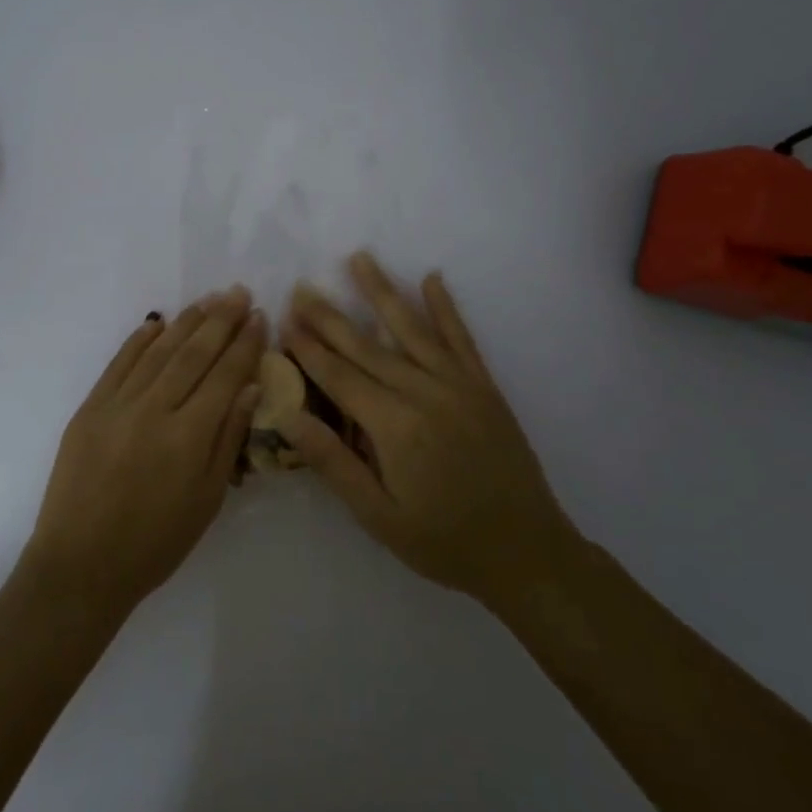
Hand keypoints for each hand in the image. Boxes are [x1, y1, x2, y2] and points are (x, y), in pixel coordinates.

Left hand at [21, 287, 266, 618]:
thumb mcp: (207, 499)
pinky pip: (118, 364)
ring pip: (158, 351)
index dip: (244, 344)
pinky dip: (139, 341)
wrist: (81, 564)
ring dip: (185, 322)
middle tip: (238, 292)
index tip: (259, 317)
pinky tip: (157, 323)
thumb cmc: (155, 543)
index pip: (225, 375)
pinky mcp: (89, 408)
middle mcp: (154, 410)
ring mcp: (117, 405)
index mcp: (189, 436)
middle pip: (194, 353)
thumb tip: (250, 385)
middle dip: (220, 320)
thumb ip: (228, 438)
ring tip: (208, 300)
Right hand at [277, 252, 580, 607]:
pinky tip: (432, 279)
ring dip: (382, 292)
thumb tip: (288, 416)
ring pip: (412, 329)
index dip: (309, 348)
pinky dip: (445, 308)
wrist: (526, 552)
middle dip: (330, 317)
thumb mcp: (378, 515)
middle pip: (367, 346)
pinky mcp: (484, 387)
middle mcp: (424, 393)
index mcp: (394, 426)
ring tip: (360, 259)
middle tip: (302, 288)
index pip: (339, 376)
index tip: (284, 319)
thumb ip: (333, 462)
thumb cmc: (443, 540)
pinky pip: (461, 339)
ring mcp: (458, 385)